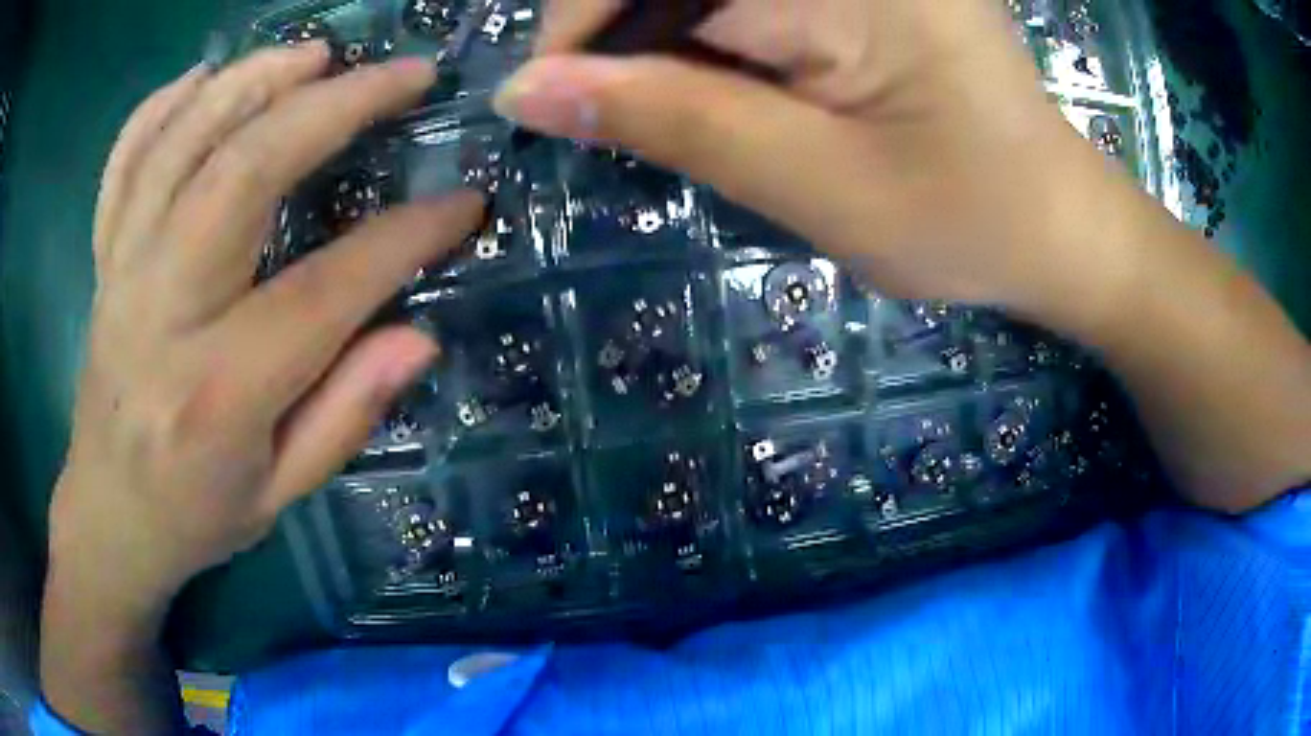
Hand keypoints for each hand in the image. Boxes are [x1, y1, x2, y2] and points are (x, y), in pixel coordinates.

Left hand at [46, 41, 478, 679]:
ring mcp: (123, 275)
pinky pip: (125, 162)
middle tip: (400, 75)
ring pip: (181, 143)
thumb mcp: (279, 496)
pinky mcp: (105, 261)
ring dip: (253, 80)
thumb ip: (345, 417)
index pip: (324, 289)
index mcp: (217, 391)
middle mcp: (162, 313)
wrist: (109, 518)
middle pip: (243, 173)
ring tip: (315, 53)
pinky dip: (162, 106)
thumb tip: (419, 336)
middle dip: (332, 107)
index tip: (464, 202)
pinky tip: (205, 76)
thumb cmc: (195, 517)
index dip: (405, 237)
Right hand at [495, 0, 1143, 334]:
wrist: (1054, 225)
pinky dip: (720, 40)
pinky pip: (750, 2)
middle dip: (628, 36)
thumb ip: (671, 120)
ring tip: (710, 111)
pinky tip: (749, 88)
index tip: (551, 100)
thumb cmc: (966, 219)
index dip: (583, 24)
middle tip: (629, 115)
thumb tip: (528, 93)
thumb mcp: (814, 182)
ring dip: (675, 43)